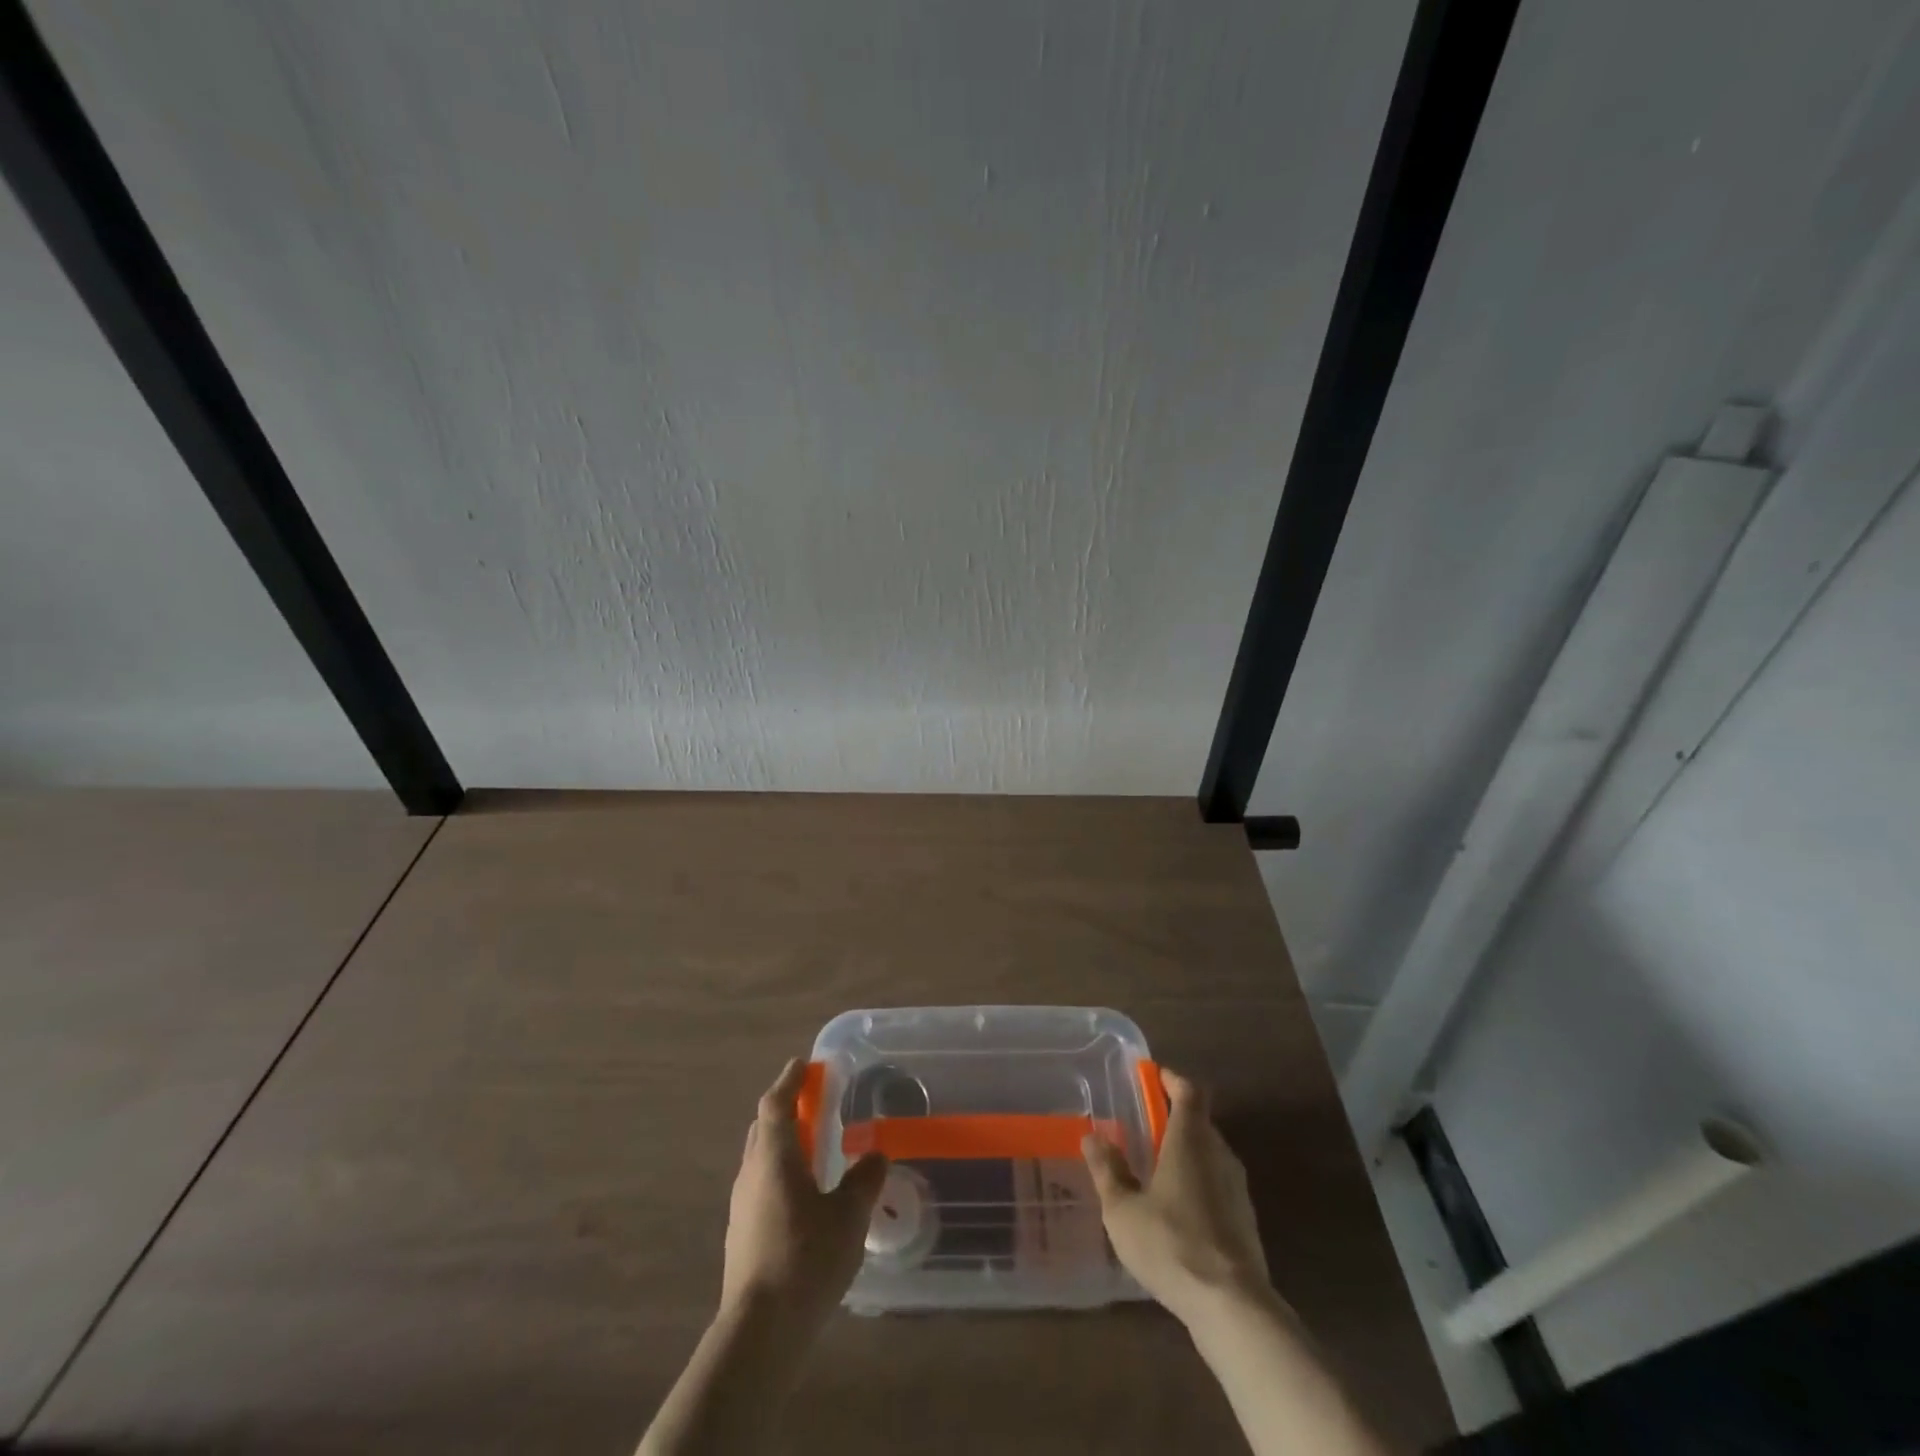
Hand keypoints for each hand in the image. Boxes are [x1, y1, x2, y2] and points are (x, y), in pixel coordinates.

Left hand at [721, 1057, 888, 1331]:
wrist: (760, 1332)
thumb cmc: (806, 1259)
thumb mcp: (849, 1216)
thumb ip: (864, 1180)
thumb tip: (875, 1154)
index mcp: (774, 1157)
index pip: (775, 1103)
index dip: (789, 1080)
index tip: (803, 1064)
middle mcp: (751, 1173)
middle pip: (764, 1127)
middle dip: (786, 1109)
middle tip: (814, 1103)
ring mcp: (742, 1206)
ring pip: (760, 1158)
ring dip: (783, 1143)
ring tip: (813, 1148)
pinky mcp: (742, 1235)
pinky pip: (761, 1185)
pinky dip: (780, 1173)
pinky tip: (803, 1196)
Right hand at [1082, 1068, 1271, 1325]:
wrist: (1233, 1307)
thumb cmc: (1171, 1244)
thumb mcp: (1123, 1209)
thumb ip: (1108, 1171)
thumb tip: (1093, 1137)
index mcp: (1190, 1140)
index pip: (1189, 1092)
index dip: (1171, 1079)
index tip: (1152, 1075)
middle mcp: (1219, 1154)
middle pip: (1200, 1122)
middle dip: (1174, 1118)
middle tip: (1145, 1125)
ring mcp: (1238, 1189)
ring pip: (1210, 1155)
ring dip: (1186, 1153)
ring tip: (1156, 1168)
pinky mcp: (1246, 1221)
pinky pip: (1218, 1185)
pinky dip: (1198, 1183)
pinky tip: (1177, 1210)